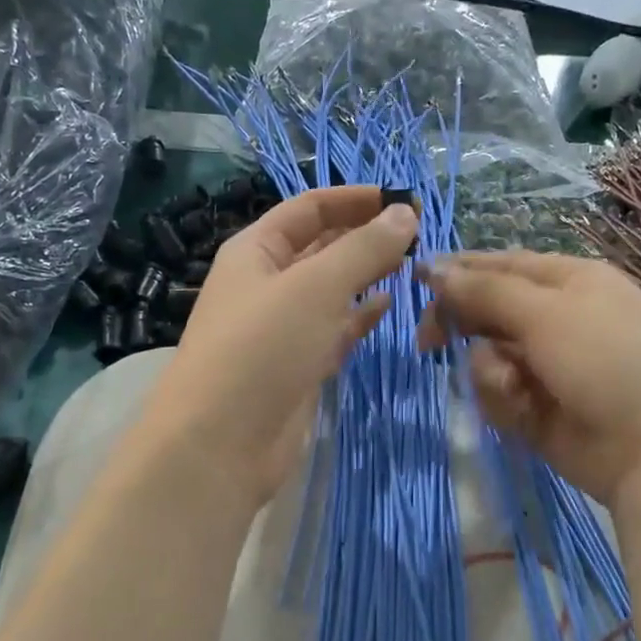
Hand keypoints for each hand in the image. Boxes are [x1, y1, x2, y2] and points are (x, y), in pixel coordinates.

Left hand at [139, 186, 419, 508]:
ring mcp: (282, 329)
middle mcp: (266, 284)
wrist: (221, 443)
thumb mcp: (315, 287)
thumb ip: (363, 248)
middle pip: (321, 248)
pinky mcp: (297, 367)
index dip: (353, 199)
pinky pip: (334, 331)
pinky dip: (360, 317)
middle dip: (364, 236)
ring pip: (330, 291)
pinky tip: (389, 306)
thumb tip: (405, 212)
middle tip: (419, 234)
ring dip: (366, 276)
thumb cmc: (262, 348)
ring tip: (413, 264)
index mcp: (255, 251)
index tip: (403, 198)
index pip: (308, 209)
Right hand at [416, 251, 640, 508]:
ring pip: (486, 356)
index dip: (458, 271)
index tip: (414, 281)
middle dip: (462, 327)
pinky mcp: (535, 407)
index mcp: (570, 281)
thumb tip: (434, 268)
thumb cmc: (609, 361)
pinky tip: (521, 411)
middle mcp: (556, 318)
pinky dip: (502, 400)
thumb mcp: (547, 315)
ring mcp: (546, 366)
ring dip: (489, 372)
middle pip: (487, 311)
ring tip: (512, 389)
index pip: (501, 265)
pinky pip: (497, 393)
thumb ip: (485, 292)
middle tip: (430, 344)